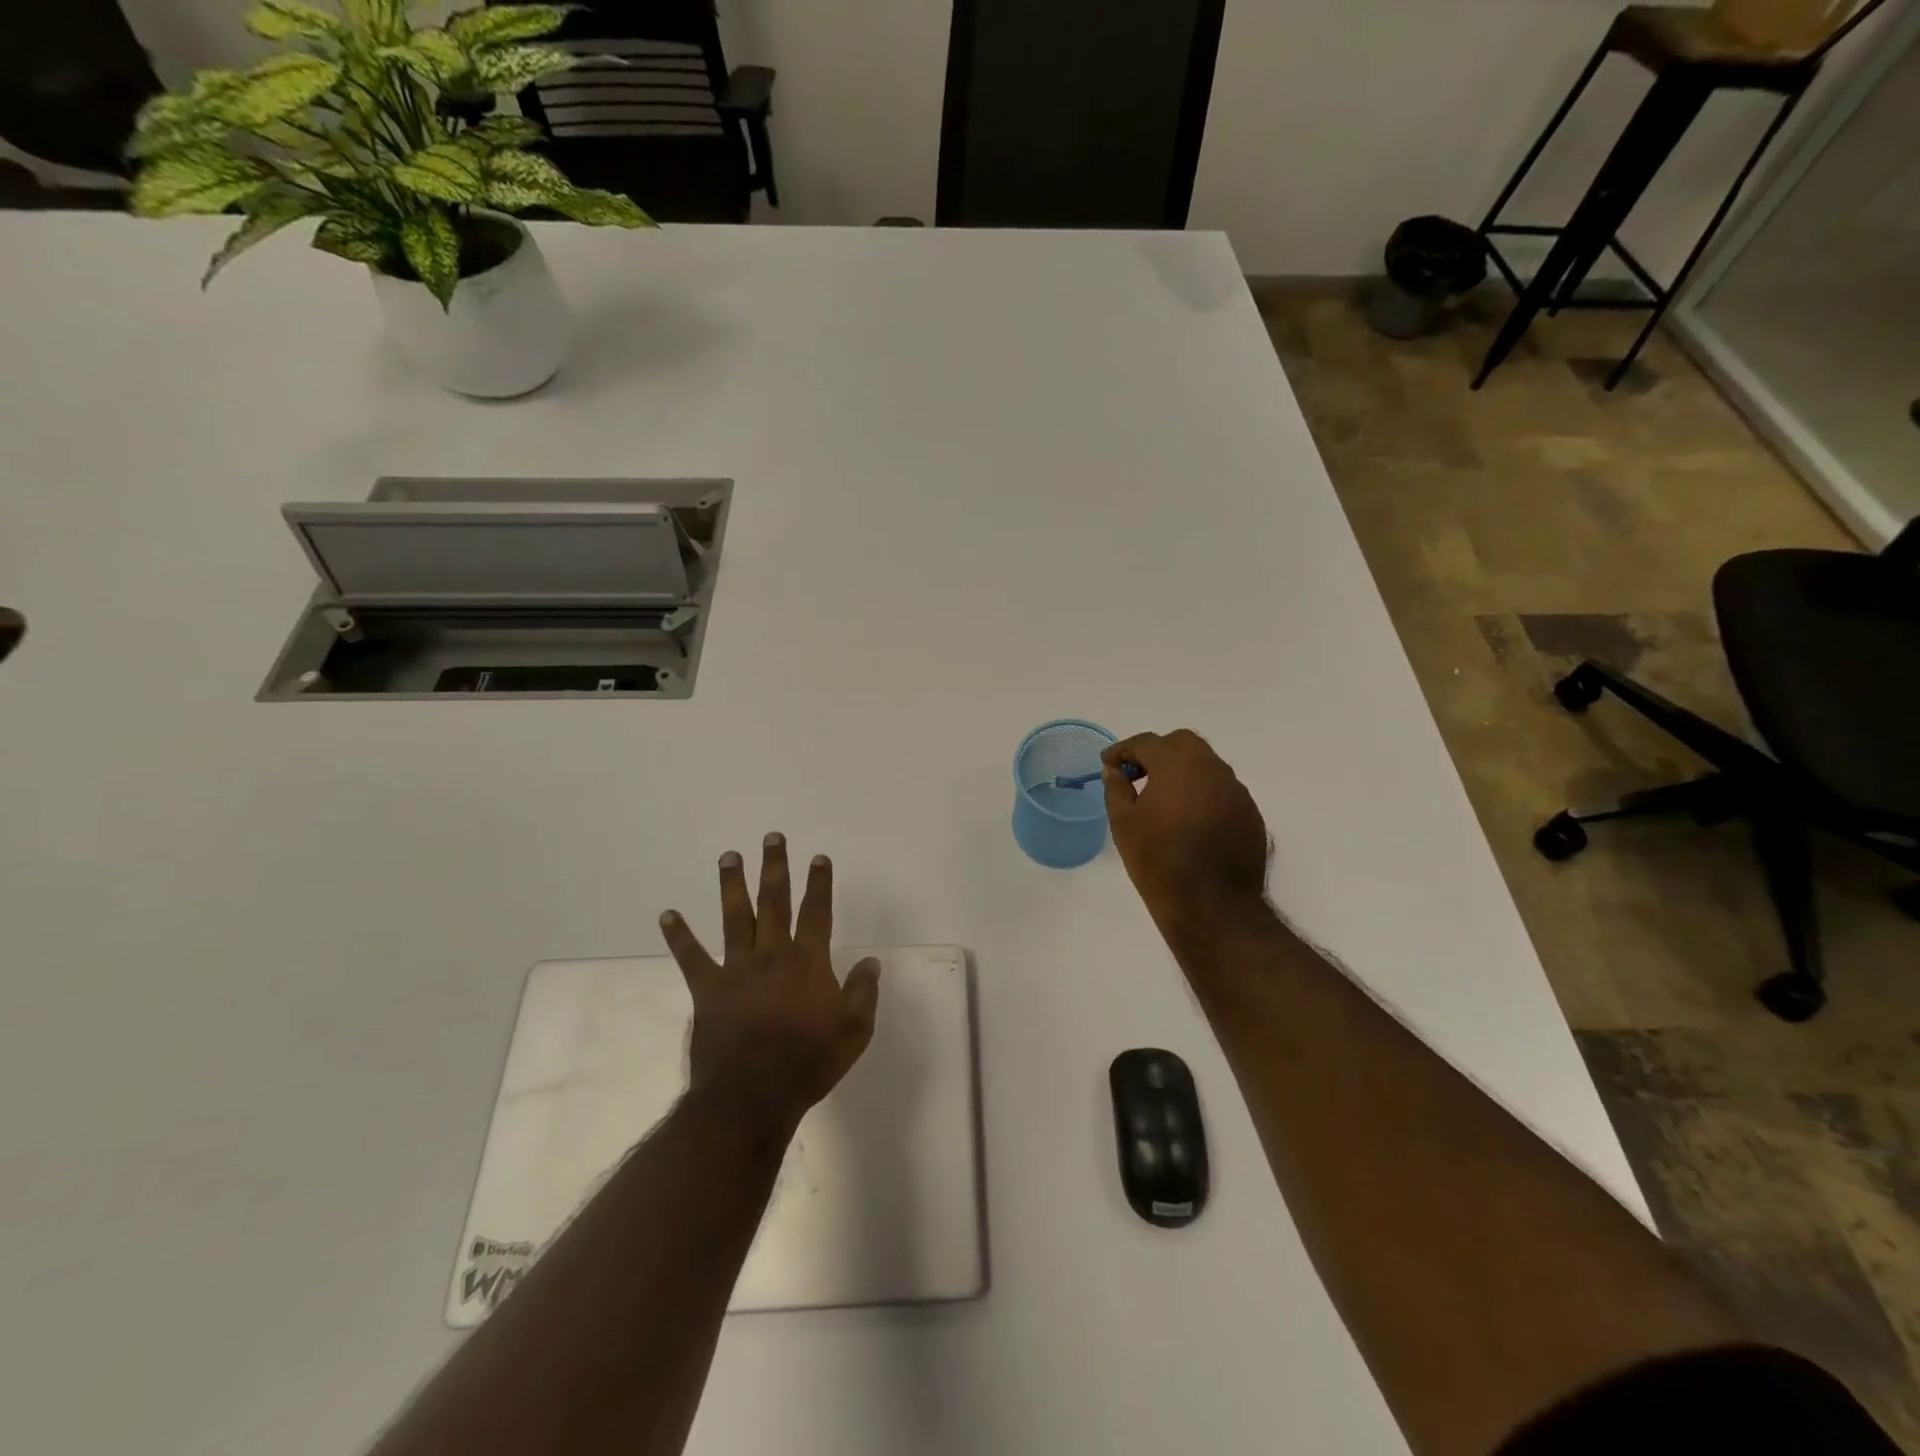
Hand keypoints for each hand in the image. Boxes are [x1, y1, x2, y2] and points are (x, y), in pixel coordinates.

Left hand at [659, 834, 880, 1137]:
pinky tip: (667, 915)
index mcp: (808, 962)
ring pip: (735, 917)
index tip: (819, 858)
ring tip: (729, 856)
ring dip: (732, 885)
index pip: (817, 912)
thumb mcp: (854, 1031)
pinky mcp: (708, 989)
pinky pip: (691, 957)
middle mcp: (772, 954)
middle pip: (774, 902)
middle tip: (772, 837)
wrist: (752, 1097)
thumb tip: (872, 961)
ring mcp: (737, 969)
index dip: (820, 883)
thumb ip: (863, 992)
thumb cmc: (808, 1063)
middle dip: (775, 867)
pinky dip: (679, 935)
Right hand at [1103, 730, 1269, 927]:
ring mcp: (1236, 790)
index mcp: (1177, 764)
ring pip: (1206, 766)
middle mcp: (1212, 768)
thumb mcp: (1123, 823)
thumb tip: (1114, 770)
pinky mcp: (1250, 813)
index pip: (1146, 742)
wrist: (1212, 904)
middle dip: (1157, 753)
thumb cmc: (1158, 860)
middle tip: (1138, 775)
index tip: (1109, 765)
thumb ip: (1116, 788)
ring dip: (1183, 773)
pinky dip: (1203, 794)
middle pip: (1182, 743)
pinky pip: (1222, 791)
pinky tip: (1190, 821)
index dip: (1123, 751)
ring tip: (1164, 799)